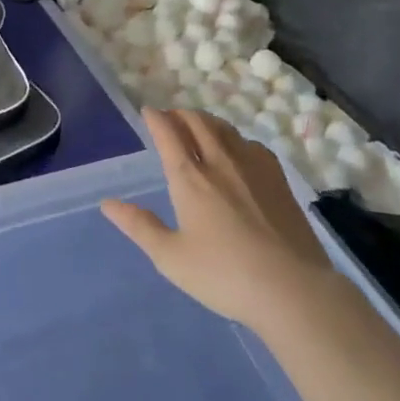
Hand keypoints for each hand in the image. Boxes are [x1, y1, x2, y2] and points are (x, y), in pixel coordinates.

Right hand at [102, 108, 334, 335]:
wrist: (292, 289)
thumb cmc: (224, 275)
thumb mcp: (171, 257)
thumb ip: (140, 226)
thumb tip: (108, 203)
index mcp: (189, 178)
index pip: (168, 134)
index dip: (156, 118)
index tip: (148, 111)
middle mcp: (219, 161)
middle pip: (197, 122)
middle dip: (180, 114)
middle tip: (171, 118)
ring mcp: (253, 167)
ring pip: (225, 129)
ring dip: (207, 122)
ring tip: (200, 128)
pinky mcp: (278, 179)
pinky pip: (252, 144)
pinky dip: (236, 139)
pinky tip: (239, 152)